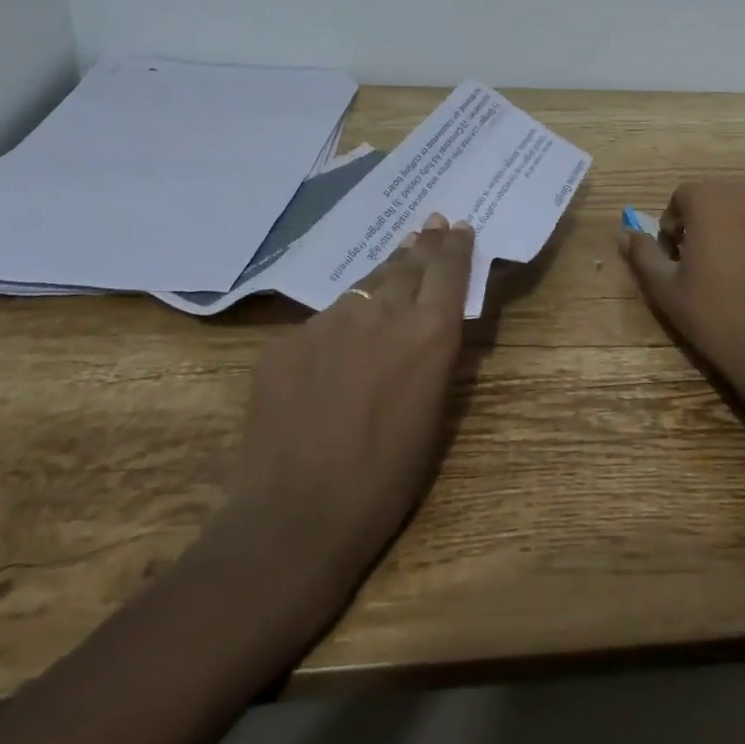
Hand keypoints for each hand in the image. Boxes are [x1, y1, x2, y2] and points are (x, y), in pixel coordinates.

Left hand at [198, 214, 473, 606]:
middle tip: (431, 225)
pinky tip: (335, 345)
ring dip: (383, 277)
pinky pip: (321, 323)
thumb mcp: (433, 414)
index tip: (458, 226)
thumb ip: (432, 355)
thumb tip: (431, 324)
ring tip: (394, 265)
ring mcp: (329, 321)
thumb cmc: (385, 481)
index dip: (456, 245)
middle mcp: (382, 313)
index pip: (448, 269)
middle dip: (423, 245)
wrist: (295, 518)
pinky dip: (337, 326)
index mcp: (429, 333)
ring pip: (363, 288)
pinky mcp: (287, 339)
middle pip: (408, 264)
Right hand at [621, 180, 744, 388]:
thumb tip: (626, 234)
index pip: (680, 198)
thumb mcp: (664, 286)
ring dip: (726, 224)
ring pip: (739, 206)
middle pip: (711, 196)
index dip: (671, 226)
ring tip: (723, 264)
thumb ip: (643, 253)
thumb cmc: (712, 313)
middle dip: (699, 220)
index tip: (674, 257)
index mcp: (710, 198)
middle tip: (695, 260)